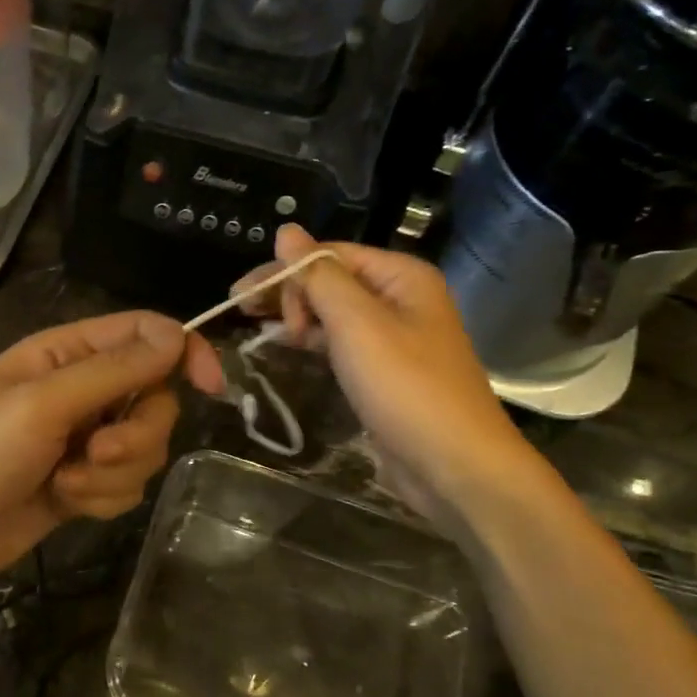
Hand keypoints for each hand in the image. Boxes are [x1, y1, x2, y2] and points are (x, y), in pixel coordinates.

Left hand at [0, 310, 196, 612]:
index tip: (211, 387)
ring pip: (145, 447)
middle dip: (136, 432)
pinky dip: (103, 497)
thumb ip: (113, 371)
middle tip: (96, 451)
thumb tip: (177, 336)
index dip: (183, 353)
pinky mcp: (82, 483)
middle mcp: (80, 390)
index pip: (145, 334)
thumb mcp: (42, 404)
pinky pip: (126, 483)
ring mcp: (82, 440)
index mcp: (66, 353)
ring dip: (114, 471)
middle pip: (154, 397)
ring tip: (67, 483)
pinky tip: (65, 503)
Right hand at [196, 225, 540, 522]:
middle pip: (330, 279)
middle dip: (288, 293)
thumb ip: (319, 276)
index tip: (241, 299)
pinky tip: (290, 349)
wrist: (455, 466)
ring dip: (297, 317)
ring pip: (332, 312)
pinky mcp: (384, 370)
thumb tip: (286, 231)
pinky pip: (341, 343)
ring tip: (262, 334)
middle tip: (248, 318)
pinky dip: (312, 342)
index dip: (283, 270)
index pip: (328, 254)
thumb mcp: (357, 324)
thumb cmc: (405, 388)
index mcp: (400, 276)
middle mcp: (400, 298)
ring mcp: (394, 336)